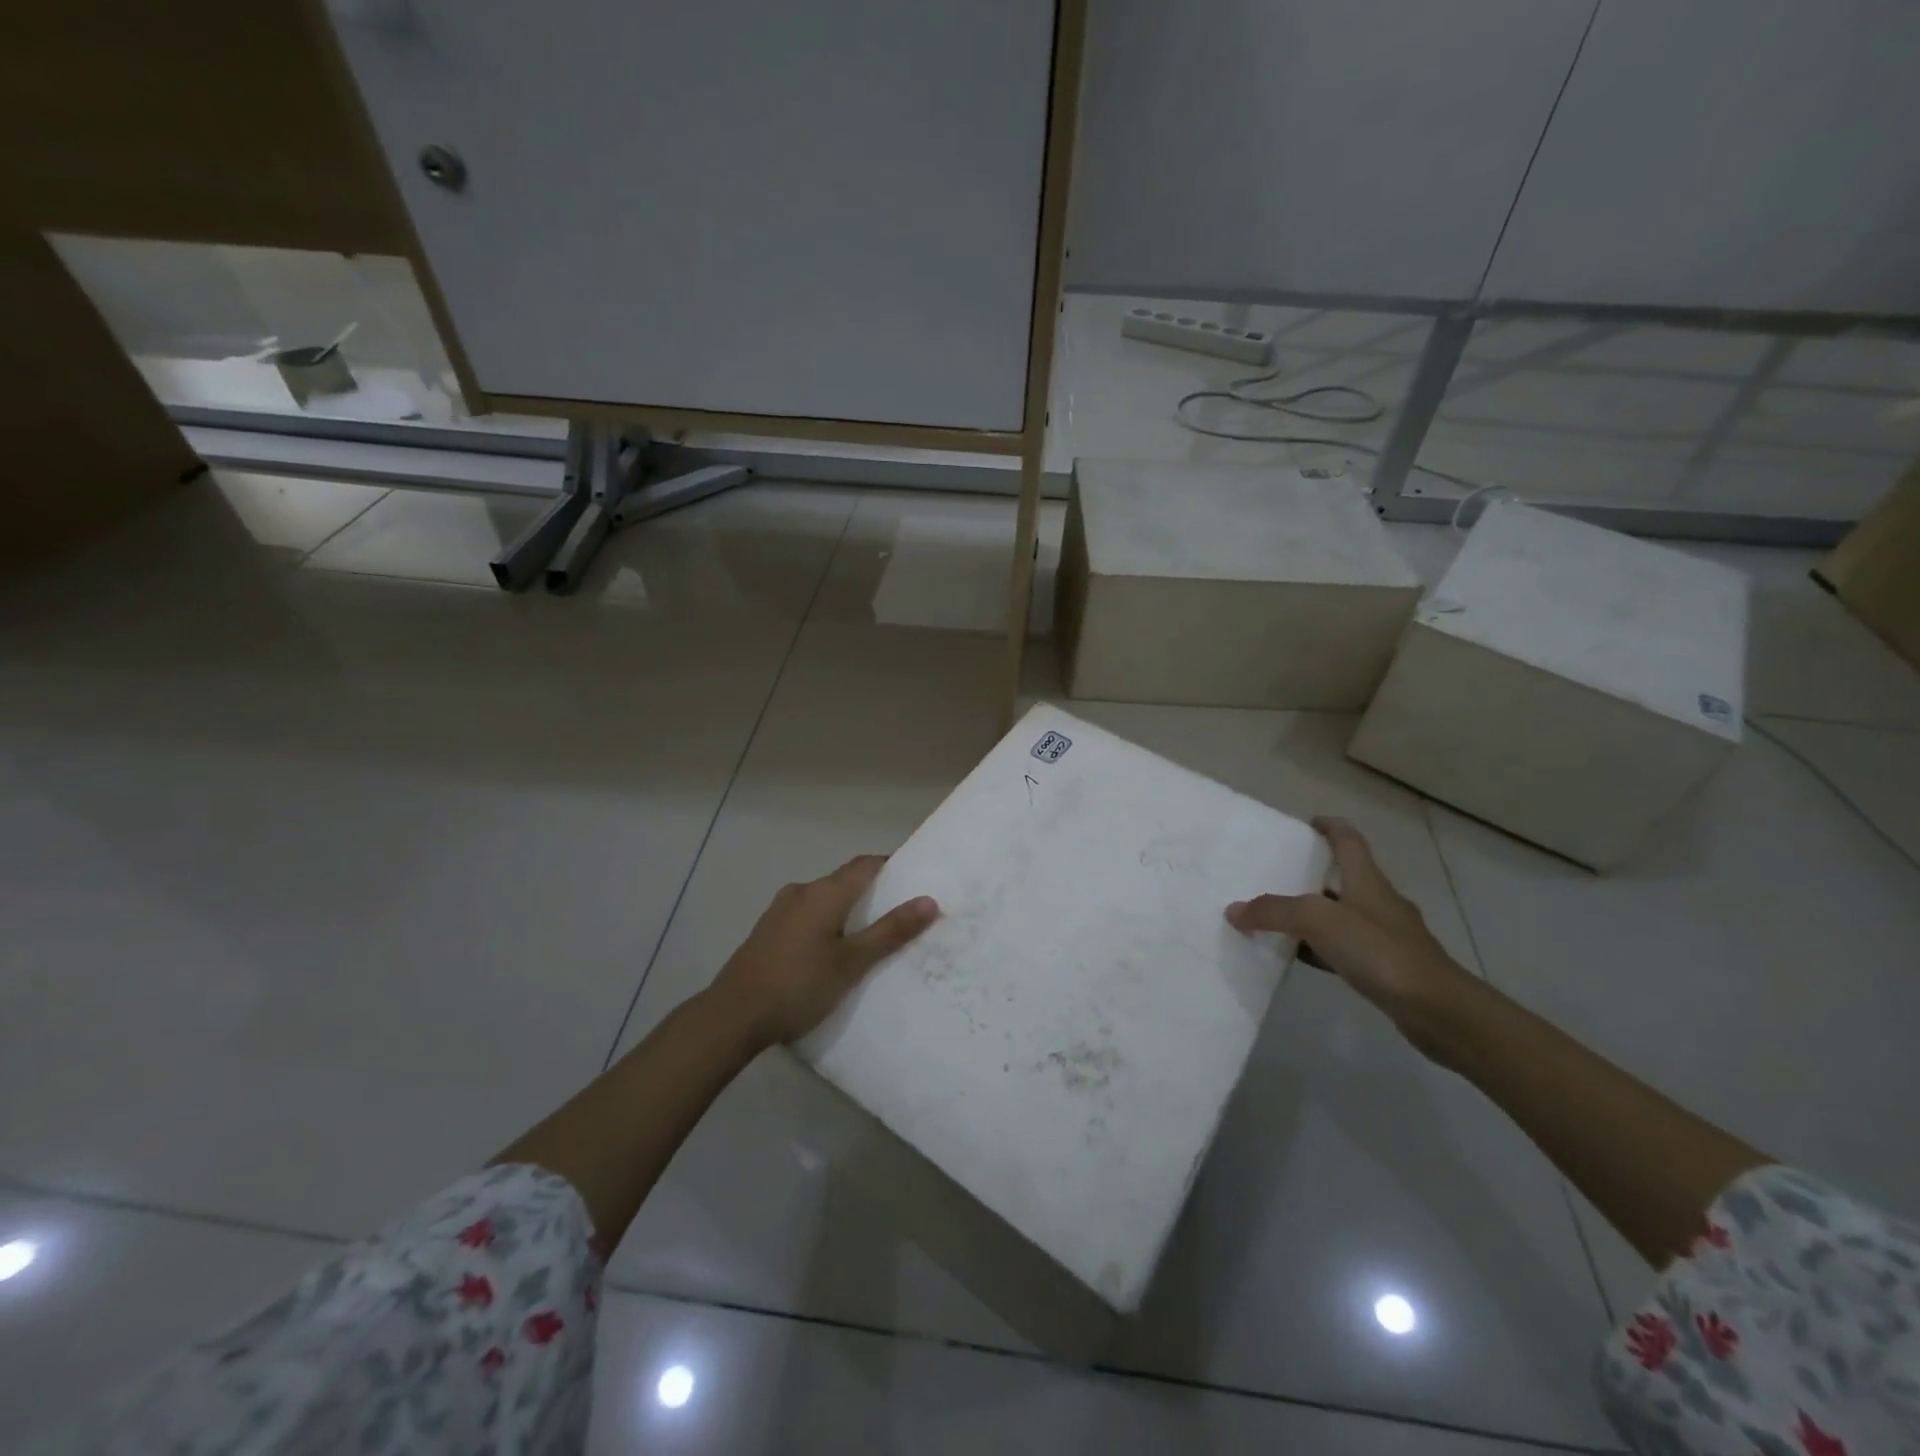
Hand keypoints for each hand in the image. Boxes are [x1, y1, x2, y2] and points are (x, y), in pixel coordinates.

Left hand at [708, 856, 938, 1049]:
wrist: (733, 1016)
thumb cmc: (799, 984)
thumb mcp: (852, 962)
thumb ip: (890, 931)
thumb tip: (929, 900)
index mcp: (824, 892)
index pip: (866, 864)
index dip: (892, 867)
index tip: (916, 882)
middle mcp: (802, 891)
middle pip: (845, 881)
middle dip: (873, 894)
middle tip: (901, 916)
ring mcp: (780, 911)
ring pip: (825, 901)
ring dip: (848, 912)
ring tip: (871, 938)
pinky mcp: (768, 932)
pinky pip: (808, 917)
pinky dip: (827, 925)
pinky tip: (833, 952)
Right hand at [1226, 817, 1479, 1061]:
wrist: (1438, 1011)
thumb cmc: (1381, 951)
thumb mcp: (1319, 921)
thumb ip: (1273, 911)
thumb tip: (1234, 910)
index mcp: (1366, 880)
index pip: (1348, 840)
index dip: (1328, 827)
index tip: (1305, 824)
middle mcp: (1376, 902)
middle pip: (1339, 878)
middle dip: (1307, 874)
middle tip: (1270, 875)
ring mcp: (1383, 937)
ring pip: (1338, 916)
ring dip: (1308, 915)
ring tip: (1272, 917)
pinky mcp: (1384, 968)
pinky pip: (1341, 949)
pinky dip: (1316, 948)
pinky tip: (1295, 957)